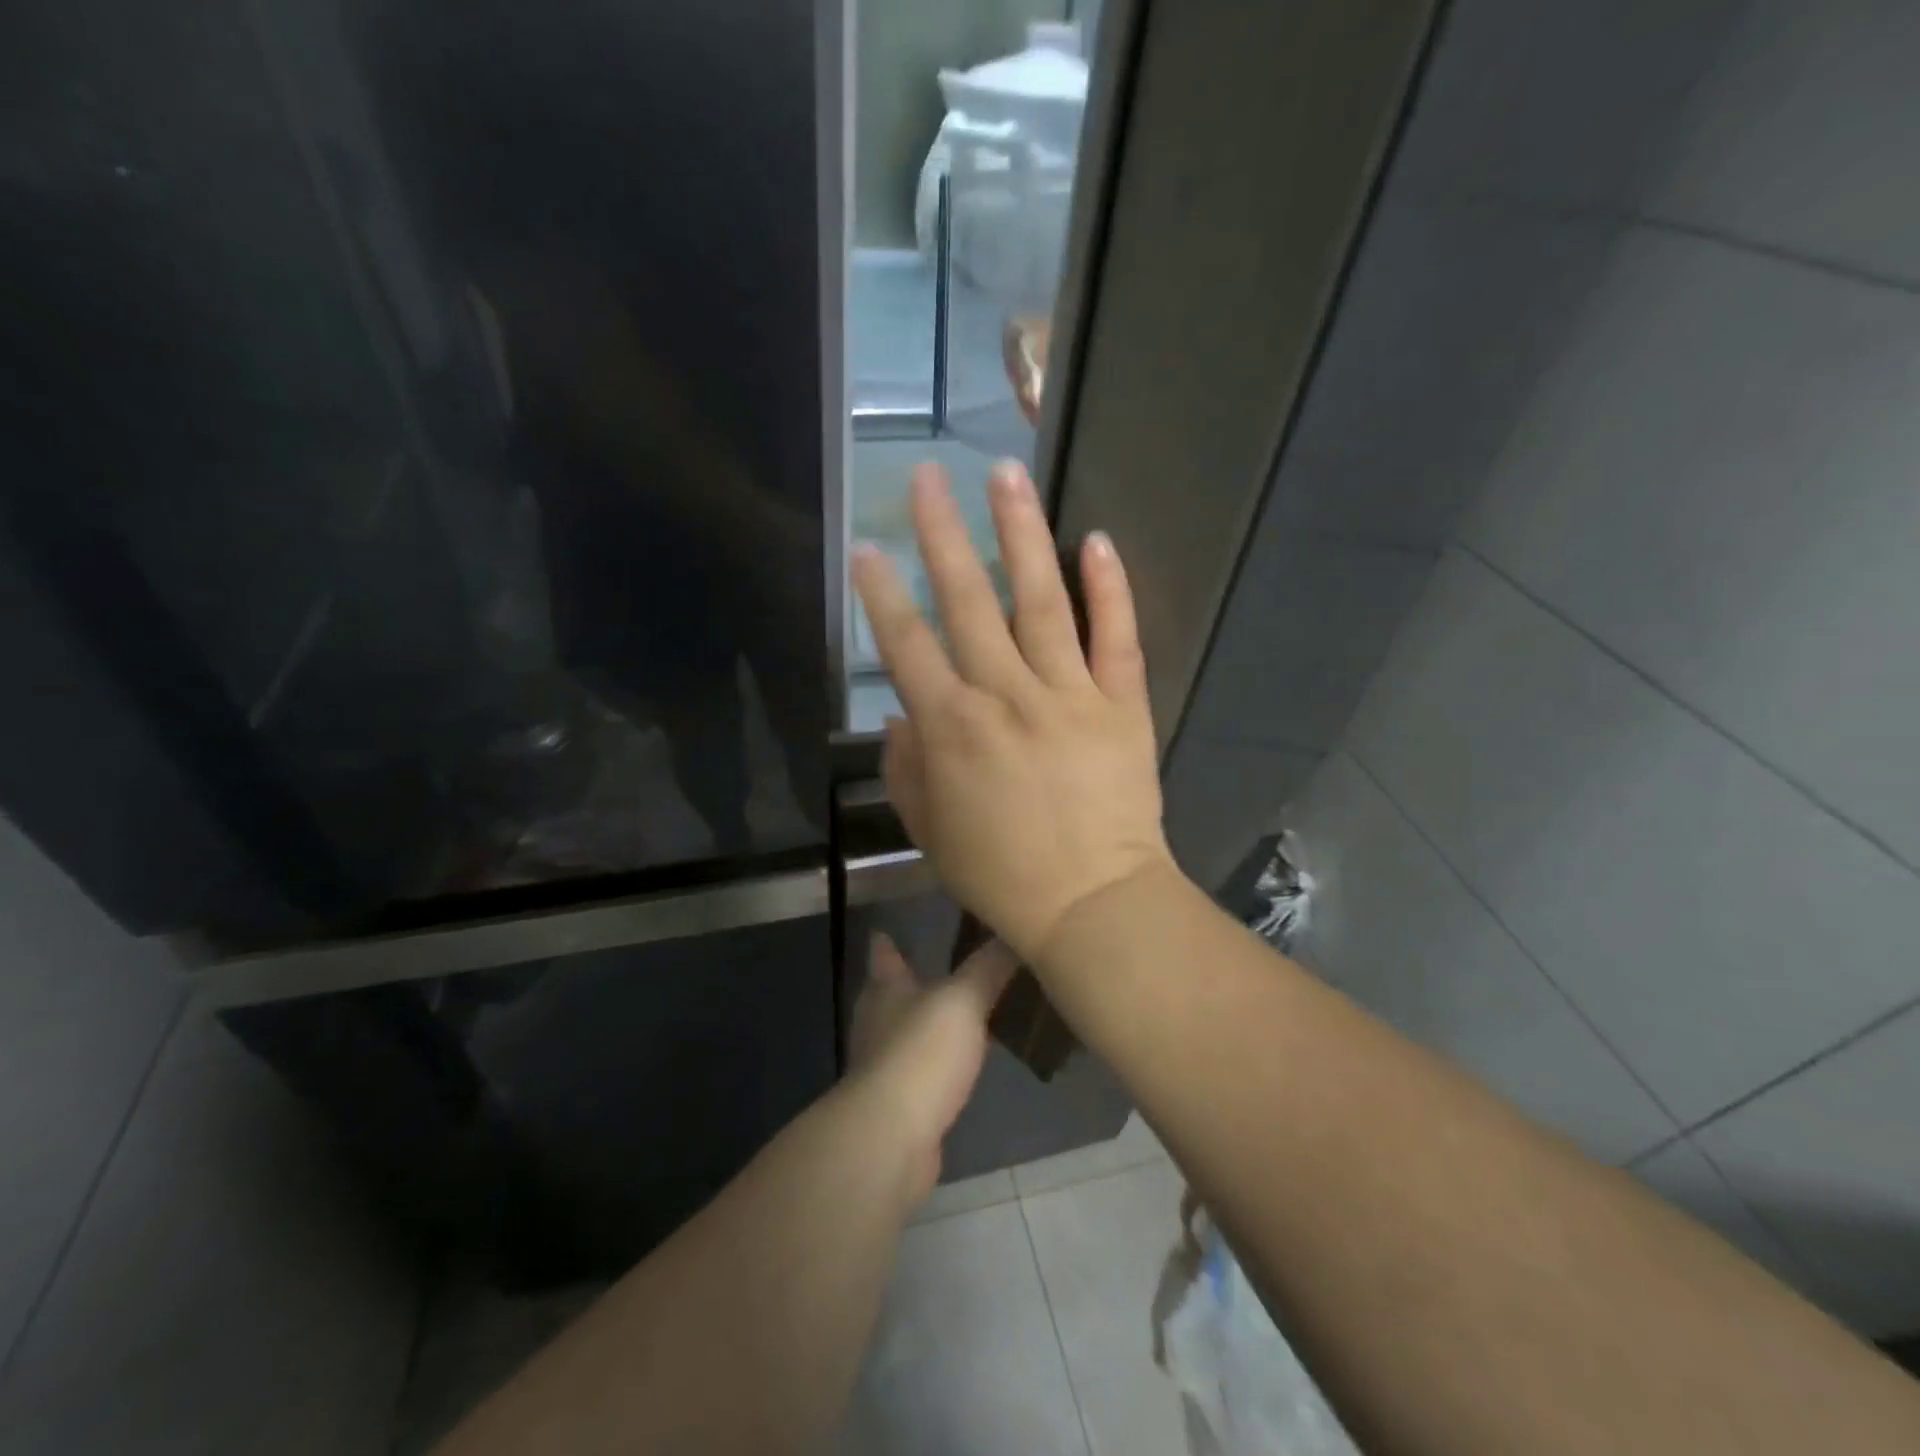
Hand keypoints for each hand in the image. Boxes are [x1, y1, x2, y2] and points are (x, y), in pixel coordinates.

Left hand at [847, 933, 1016, 1201]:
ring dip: (927, 1024)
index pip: (884, 955)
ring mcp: (885, 1065)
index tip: (886, 929)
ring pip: (907, 1033)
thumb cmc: (922, 1052)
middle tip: (936, 968)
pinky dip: (937, 1064)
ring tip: (959, 1015)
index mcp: (887, 989)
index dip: (887, 941)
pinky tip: (959, 1066)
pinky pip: (921, 1071)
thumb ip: (988, 968)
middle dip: (908, 982)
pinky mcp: (899, 1103)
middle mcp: (878, 1021)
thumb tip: (1010, 932)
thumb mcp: (963, 1000)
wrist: (893, 1137)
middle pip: (890, 994)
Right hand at [850, 460, 1175, 962]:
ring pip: (1042, 600)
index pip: (907, 645)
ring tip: (1007, 476)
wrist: (1091, 903)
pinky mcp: (1121, 703)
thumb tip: (900, 716)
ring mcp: (1069, 693)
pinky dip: (1110, 588)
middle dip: (942, 534)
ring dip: (1021, 533)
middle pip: (969, 601)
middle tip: (929, 477)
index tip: (867, 548)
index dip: (883, 594)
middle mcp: (1006, 695)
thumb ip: (906, 769)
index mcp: (952, 728)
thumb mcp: (931, 830)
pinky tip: (1097, 540)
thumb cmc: (1001, 874)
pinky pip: (1116, 637)